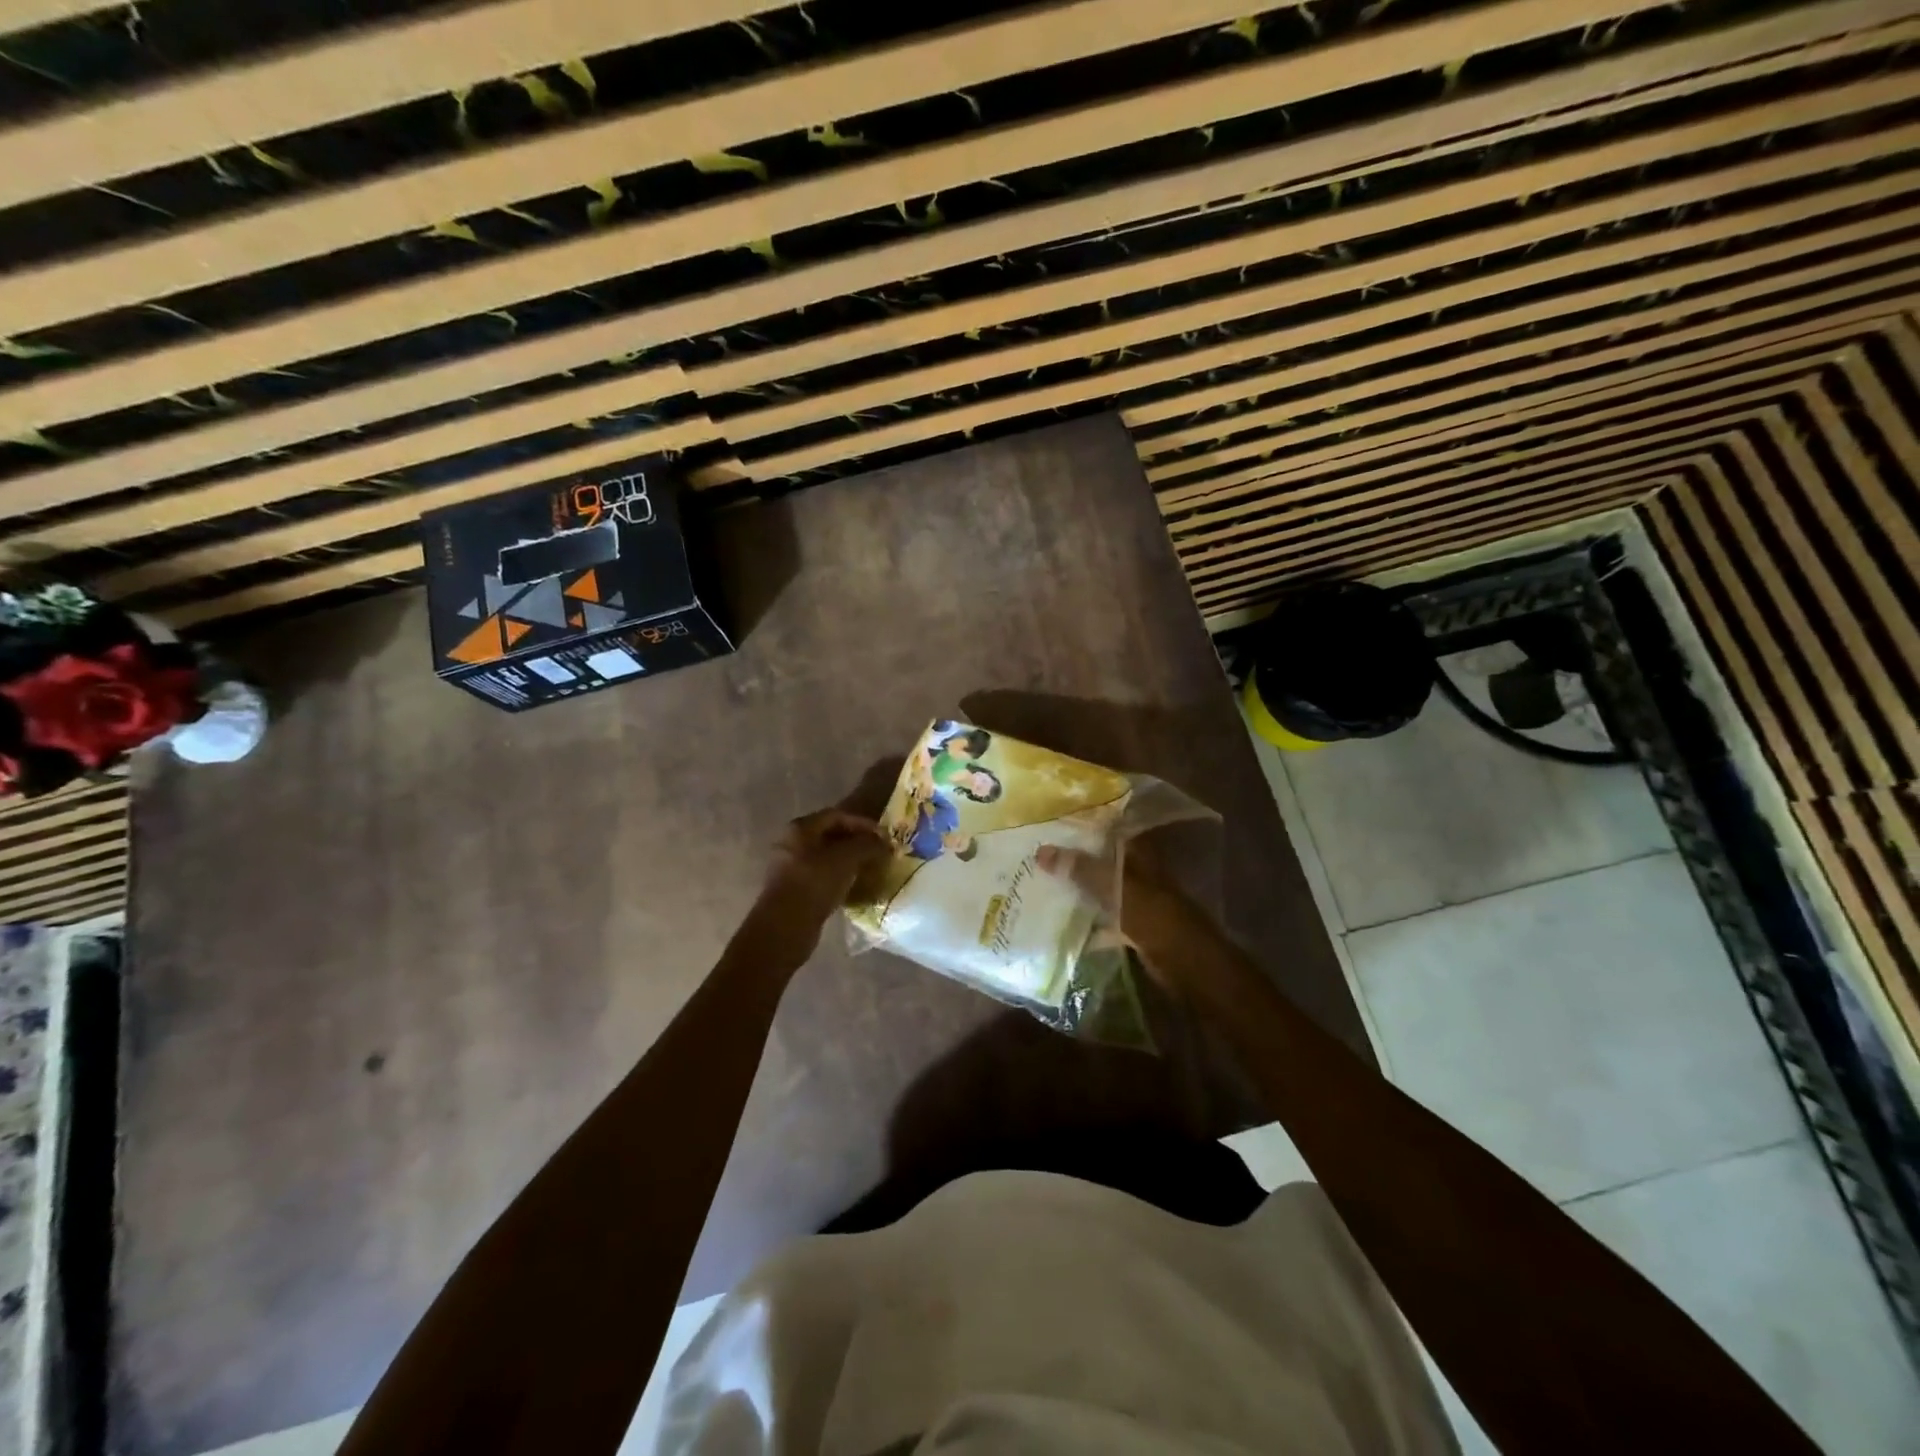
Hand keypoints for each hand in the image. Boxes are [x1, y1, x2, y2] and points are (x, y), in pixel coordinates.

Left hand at [751, 807, 889, 952]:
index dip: (862, 823)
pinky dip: (840, 876)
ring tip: (871, 868)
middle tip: (879, 851)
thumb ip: (867, 845)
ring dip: (850, 860)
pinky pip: (822, 875)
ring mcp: (790, 867)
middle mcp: (792, 843)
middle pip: (831, 835)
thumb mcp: (846, 859)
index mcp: (800, 828)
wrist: (786, 927)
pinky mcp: (794, 889)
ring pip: (827, 857)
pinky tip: (855, 885)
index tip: (883, 836)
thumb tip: (884, 843)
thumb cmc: (815, 883)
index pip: (837, 815)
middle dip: (857, 842)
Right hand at [1036, 837, 1206, 972]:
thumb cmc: (1156, 916)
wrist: (1187, 964)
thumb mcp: (1116, 887)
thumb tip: (1042, 850)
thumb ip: (1081, 868)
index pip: (1108, 830)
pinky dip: (1084, 917)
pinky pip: (1102, 915)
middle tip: (1036, 851)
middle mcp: (1137, 872)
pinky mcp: (1131, 926)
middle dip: (1073, 857)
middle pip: (1101, 858)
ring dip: (1077, 886)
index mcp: (1139, 854)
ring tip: (1040, 879)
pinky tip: (1059, 917)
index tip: (1050, 822)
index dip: (1082, 825)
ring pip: (1100, 887)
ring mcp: (1135, 899)